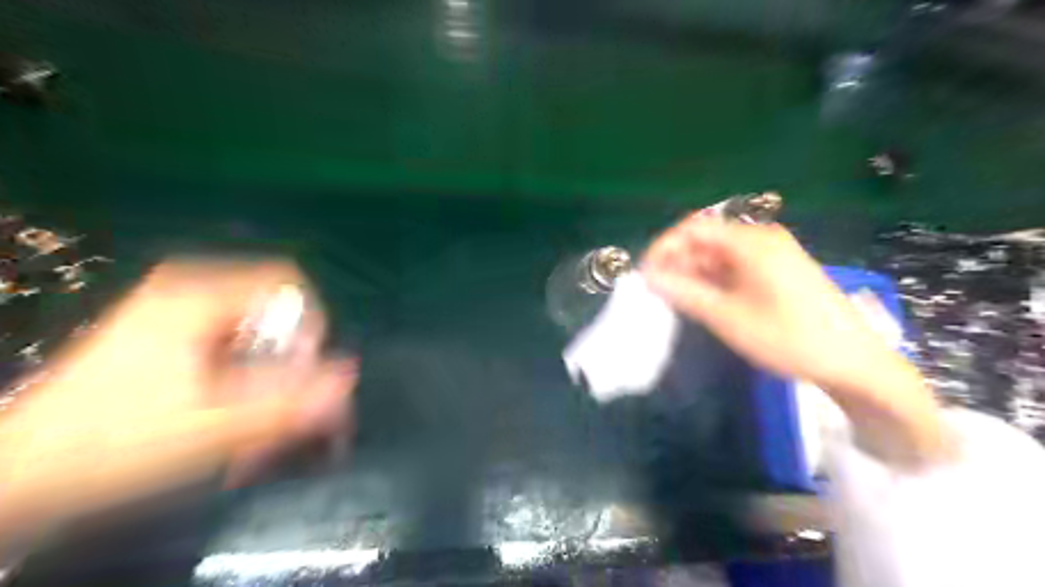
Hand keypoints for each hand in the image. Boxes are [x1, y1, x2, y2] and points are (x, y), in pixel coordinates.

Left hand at [0, 261, 354, 535]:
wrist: (20, 474)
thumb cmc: (115, 442)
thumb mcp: (213, 427)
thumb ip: (290, 402)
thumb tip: (350, 376)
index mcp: (199, 295)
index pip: (289, 287)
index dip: (309, 329)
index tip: (299, 376)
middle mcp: (191, 290)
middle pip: (275, 314)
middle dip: (291, 366)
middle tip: (287, 414)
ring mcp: (178, 312)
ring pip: (258, 335)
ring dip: (272, 382)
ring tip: (260, 429)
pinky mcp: (171, 337)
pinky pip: (236, 347)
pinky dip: (249, 383)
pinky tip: (239, 421)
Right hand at [646, 219, 887, 386]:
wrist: (852, 362)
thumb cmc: (788, 337)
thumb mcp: (728, 317)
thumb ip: (685, 293)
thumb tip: (649, 277)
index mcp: (752, 242)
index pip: (693, 228)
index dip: (664, 247)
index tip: (645, 274)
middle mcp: (762, 239)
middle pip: (706, 239)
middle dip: (678, 261)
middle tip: (657, 291)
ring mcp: (773, 255)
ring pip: (719, 255)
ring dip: (694, 273)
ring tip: (676, 300)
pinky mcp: (778, 271)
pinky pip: (735, 267)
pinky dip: (714, 280)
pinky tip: (705, 301)